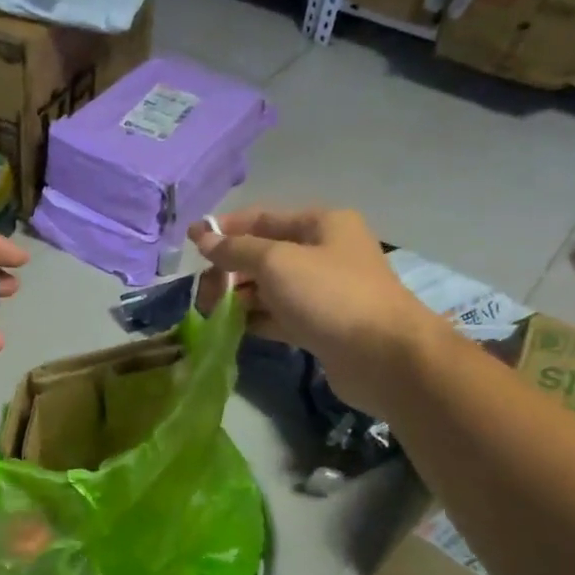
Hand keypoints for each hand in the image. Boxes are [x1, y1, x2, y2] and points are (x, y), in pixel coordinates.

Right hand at [190, 207, 430, 399]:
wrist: (382, 356)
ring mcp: (323, 292)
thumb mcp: (276, 262)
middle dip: (230, 270)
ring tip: (212, 313)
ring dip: (239, 297)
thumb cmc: (329, 296)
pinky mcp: (321, 327)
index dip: (225, 229)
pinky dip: (256, 320)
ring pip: (270, 289)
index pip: (262, 219)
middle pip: (264, 255)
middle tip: (203, 292)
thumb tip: (204, 239)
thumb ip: (237, 250)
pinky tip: (233, 329)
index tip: (191, 242)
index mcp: (321, 224)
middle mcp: (324, 253)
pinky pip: (279, 316)